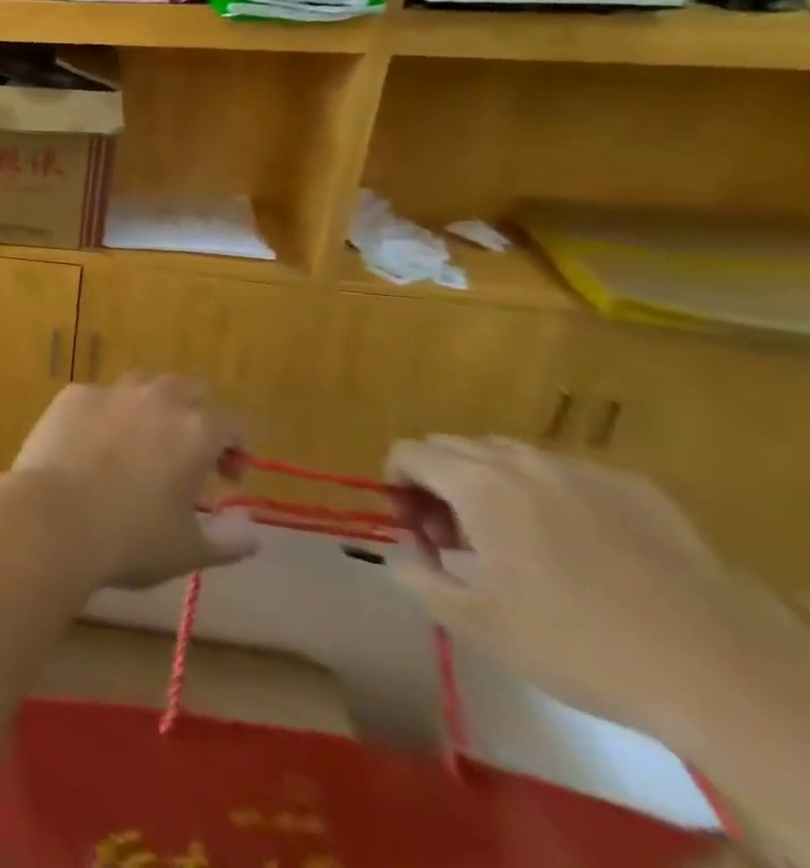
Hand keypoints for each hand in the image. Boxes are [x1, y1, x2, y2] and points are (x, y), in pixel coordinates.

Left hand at [11, 376, 257, 591]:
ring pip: (142, 386)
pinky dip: (106, 415)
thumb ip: (230, 539)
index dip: (233, 448)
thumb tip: (252, 530)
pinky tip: (94, 444)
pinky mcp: (72, 395)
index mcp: (195, 430)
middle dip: (195, 416)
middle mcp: (156, 399)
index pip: (228, 423)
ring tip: (142, 442)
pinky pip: (99, 398)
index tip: (226, 478)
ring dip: (151, 407)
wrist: (54, 517)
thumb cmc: (131, 538)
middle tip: (188, 454)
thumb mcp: (190, 550)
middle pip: (187, 391)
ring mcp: (110, 392)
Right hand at [386, 437, 809, 741]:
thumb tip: (400, 550)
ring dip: (491, 485)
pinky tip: (582, 549)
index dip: (397, 486)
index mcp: (477, 484)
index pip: (407, 452)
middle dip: (439, 483)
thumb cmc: (583, 648)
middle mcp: (523, 462)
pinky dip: (550, 496)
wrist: (728, 678)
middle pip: (452, 447)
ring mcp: (584, 471)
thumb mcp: (477, 625)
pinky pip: (568, 474)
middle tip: (459, 541)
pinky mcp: (638, 490)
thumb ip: (417, 577)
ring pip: (509, 455)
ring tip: (516, 543)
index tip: (417, 532)